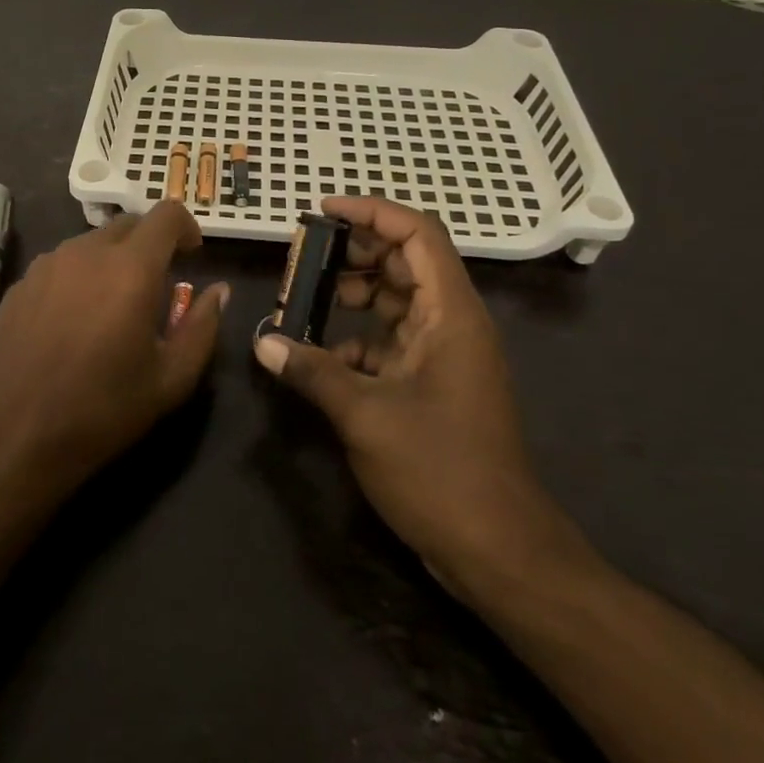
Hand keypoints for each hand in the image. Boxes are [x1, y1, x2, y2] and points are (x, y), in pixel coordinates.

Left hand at [0, 201, 227, 502]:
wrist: (16, 435)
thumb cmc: (103, 409)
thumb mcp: (172, 379)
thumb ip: (203, 327)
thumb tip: (219, 290)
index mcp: (131, 268)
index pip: (166, 214)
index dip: (185, 226)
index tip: (192, 254)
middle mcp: (87, 252)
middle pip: (127, 224)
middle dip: (150, 244)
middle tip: (157, 285)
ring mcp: (47, 265)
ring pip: (91, 243)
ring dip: (112, 260)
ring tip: (113, 306)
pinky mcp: (20, 284)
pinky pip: (60, 265)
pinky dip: (79, 277)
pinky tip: (74, 321)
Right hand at [253, 196, 587, 597]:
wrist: (500, 551)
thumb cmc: (440, 471)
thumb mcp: (366, 416)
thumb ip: (313, 371)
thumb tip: (264, 343)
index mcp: (451, 314)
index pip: (418, 234)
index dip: (372, 212)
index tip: (323, 211)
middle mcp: (453, 324)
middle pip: (406, 262)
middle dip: (355, 253)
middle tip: (304, 257)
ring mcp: (446, 356)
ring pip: (397, 302)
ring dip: (353, 296)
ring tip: (303, 301)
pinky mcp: (435, 385)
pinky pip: (393, 342)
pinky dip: (357, 339)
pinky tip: (320, 357)